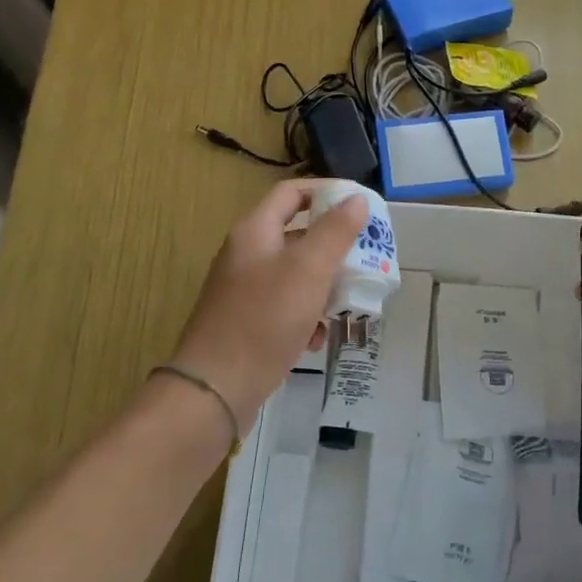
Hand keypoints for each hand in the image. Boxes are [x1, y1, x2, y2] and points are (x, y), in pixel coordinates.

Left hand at [170, 180, 369, 422]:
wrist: (216, 389)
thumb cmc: (265, 318)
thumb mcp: (309, 269)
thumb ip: (335, 231)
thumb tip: (356, 199)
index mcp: (255, 231)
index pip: (293, 193)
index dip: (328, 192)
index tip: (362, 206)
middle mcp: (247, 254)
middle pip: (298, 235)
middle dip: (334, 247)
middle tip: (365, 258)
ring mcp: (245, 290)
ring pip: (296, 275)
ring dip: (325, 286)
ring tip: (348, 302)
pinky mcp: (248, 322)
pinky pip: (285, 307)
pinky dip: (306, 316)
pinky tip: (318, 338)